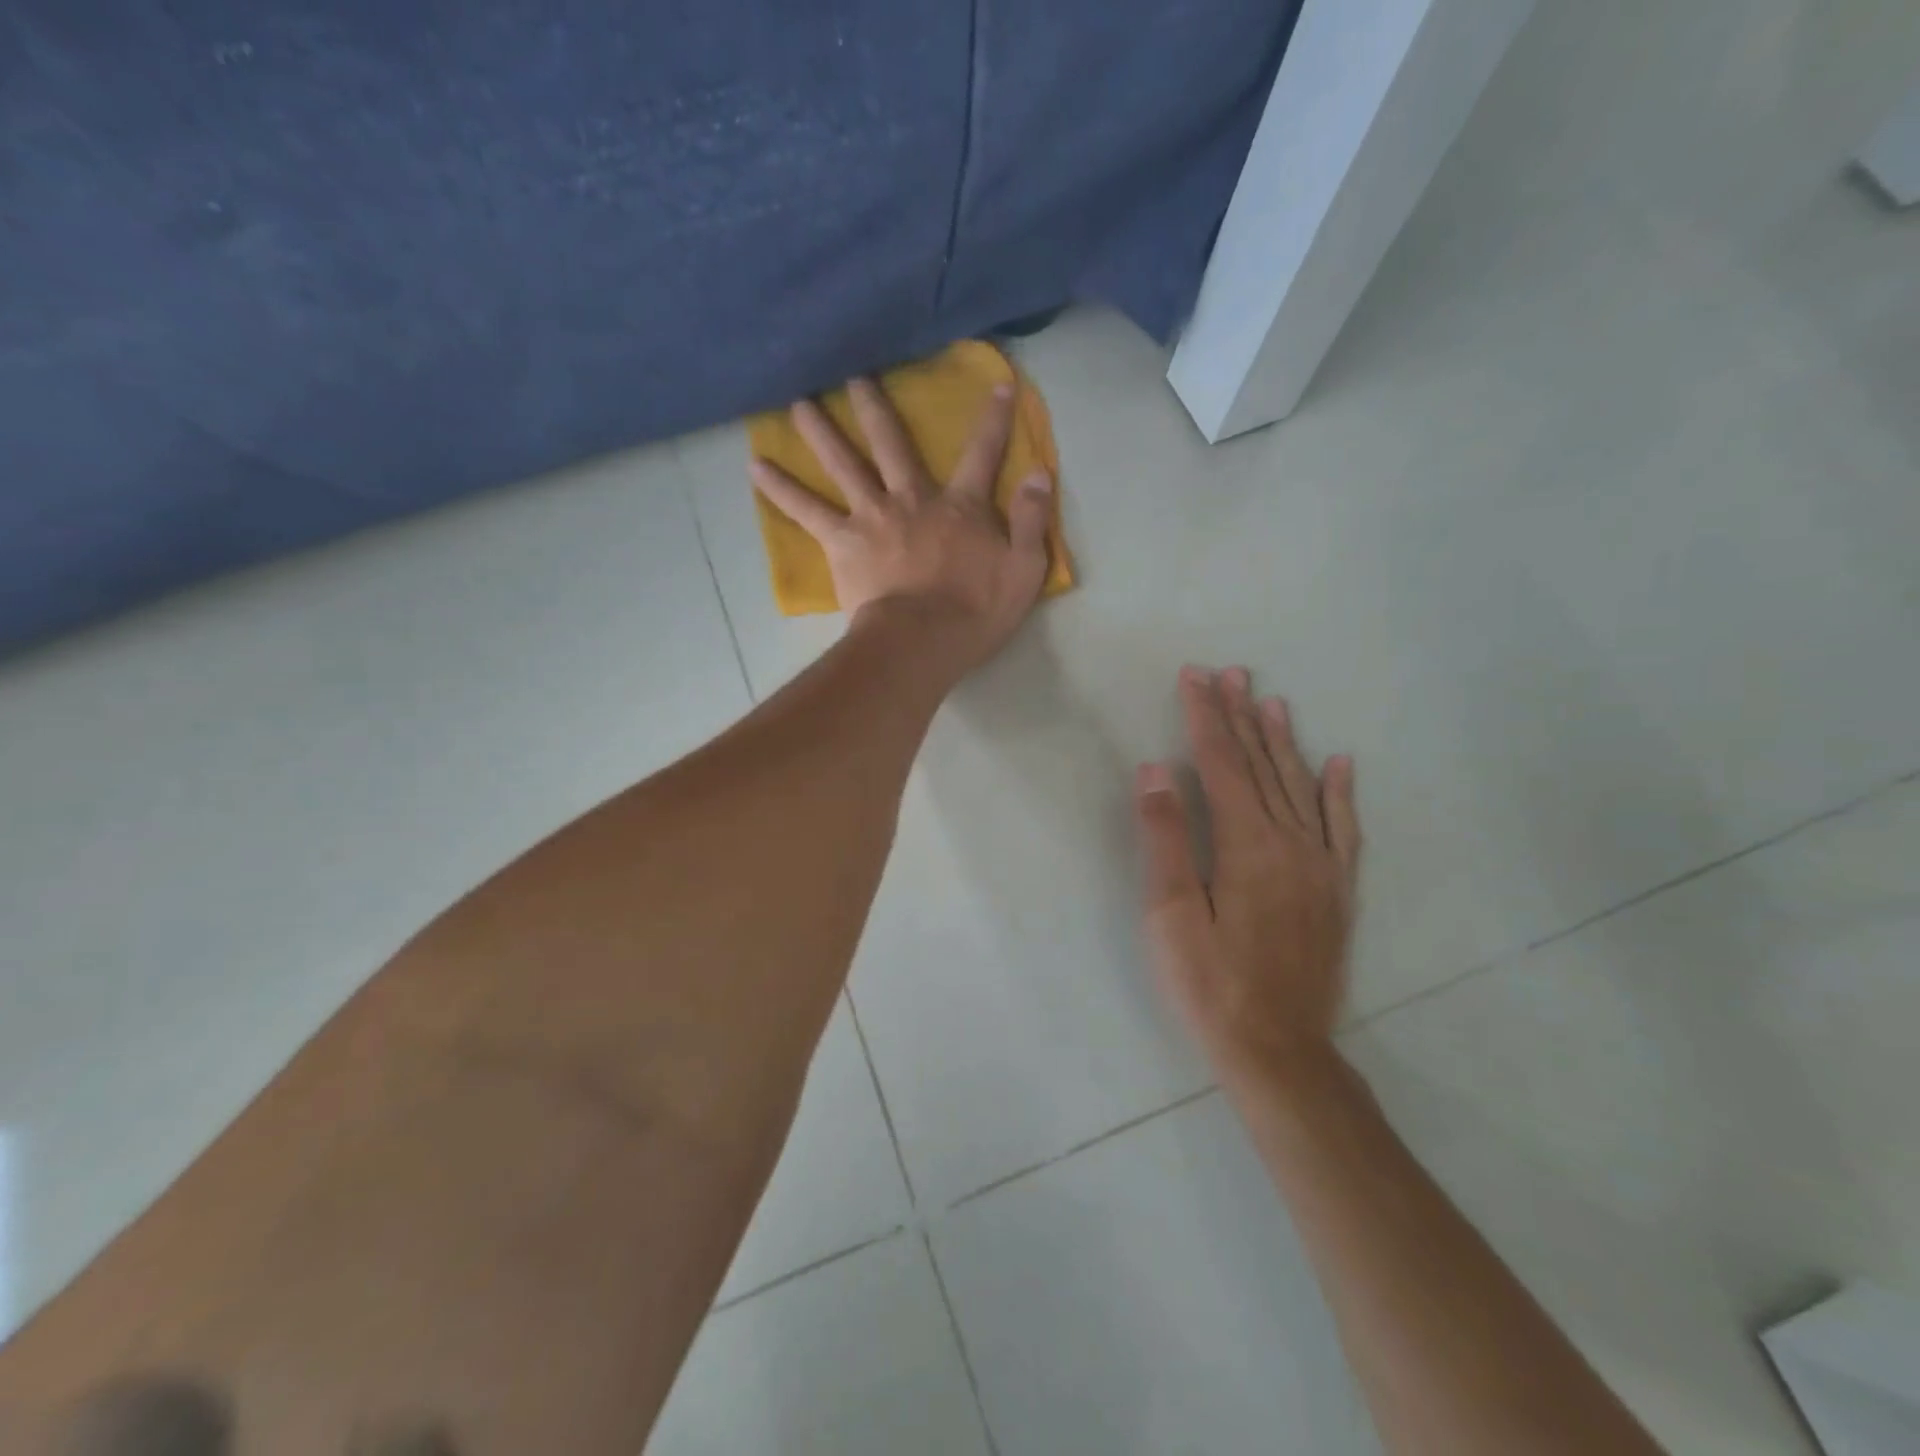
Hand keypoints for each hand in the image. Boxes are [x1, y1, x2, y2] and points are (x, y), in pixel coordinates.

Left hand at [750, 377, 1053, 672]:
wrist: (922, 641)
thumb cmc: (976, 612)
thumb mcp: (1024, 569)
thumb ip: (1030, 519)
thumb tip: (1040, 472)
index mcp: (960, 507)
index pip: (983, 454)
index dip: (994, 420)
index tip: (998, 384)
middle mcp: (913, 499)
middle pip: (893, 444)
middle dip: (877, 407)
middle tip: (854, 375)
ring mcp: (873, 517)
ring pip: (844, 464)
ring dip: (821, 431)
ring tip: (797, 402)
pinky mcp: (842, 542)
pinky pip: (806, 510)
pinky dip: (780, 488)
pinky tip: (755, 467)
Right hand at [1135, 666, 1361, 1089]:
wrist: (1280, 1051)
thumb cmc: (1211, 984)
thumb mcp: (1171, 914)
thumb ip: (1166, 837)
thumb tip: (1157, 769)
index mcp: (1248, 845)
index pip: (1222, 765)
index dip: (1205, 718)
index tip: (1194, 677)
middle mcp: (1292, 844)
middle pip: (1262, 766)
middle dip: (1241, 717)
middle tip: (1230, 673)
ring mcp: (1322, 867)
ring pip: (1302, 788)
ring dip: (1284, 742)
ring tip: (1271, 701)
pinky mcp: (1337, 892)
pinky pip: (1343, 829)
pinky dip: (1340, 792)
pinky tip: (1341, 764)